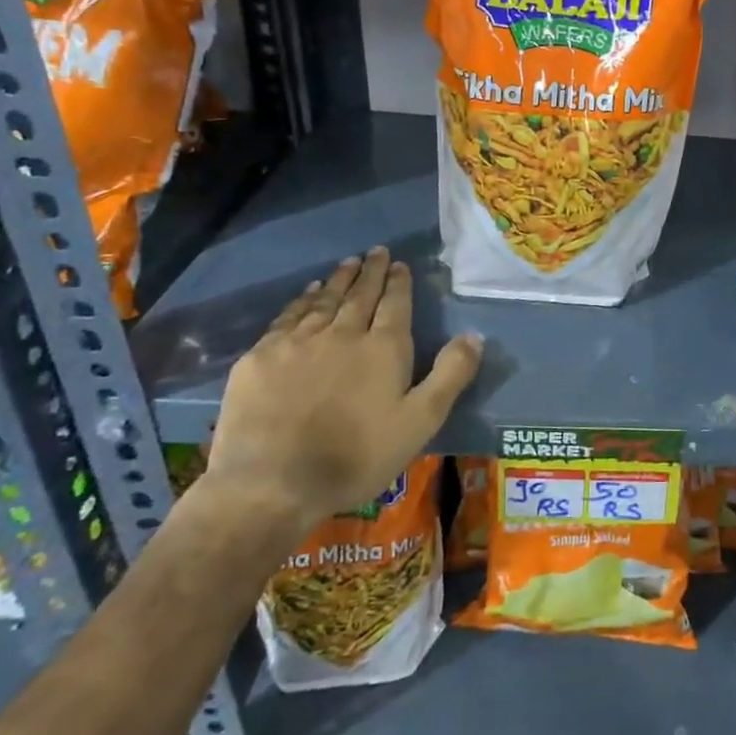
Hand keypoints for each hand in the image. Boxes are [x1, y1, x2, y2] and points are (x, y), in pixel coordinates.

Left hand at [201, 248, 480, 531]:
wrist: (272, 483)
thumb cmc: (356, 456)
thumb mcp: (420, 422)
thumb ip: (449, 375)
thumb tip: (474, 335)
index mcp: (383, 348)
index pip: (395, 304)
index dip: (399, 282)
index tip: (399, 264)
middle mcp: (342, 333)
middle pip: (359, 294)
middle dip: (370, 271)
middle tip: (376, 251)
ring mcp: (297, 342)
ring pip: (324, 301)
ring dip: (339, 280)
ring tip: (347, 263)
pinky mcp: (261, 357)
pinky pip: (287, 317)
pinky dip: (302, 300)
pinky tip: (308, 294)